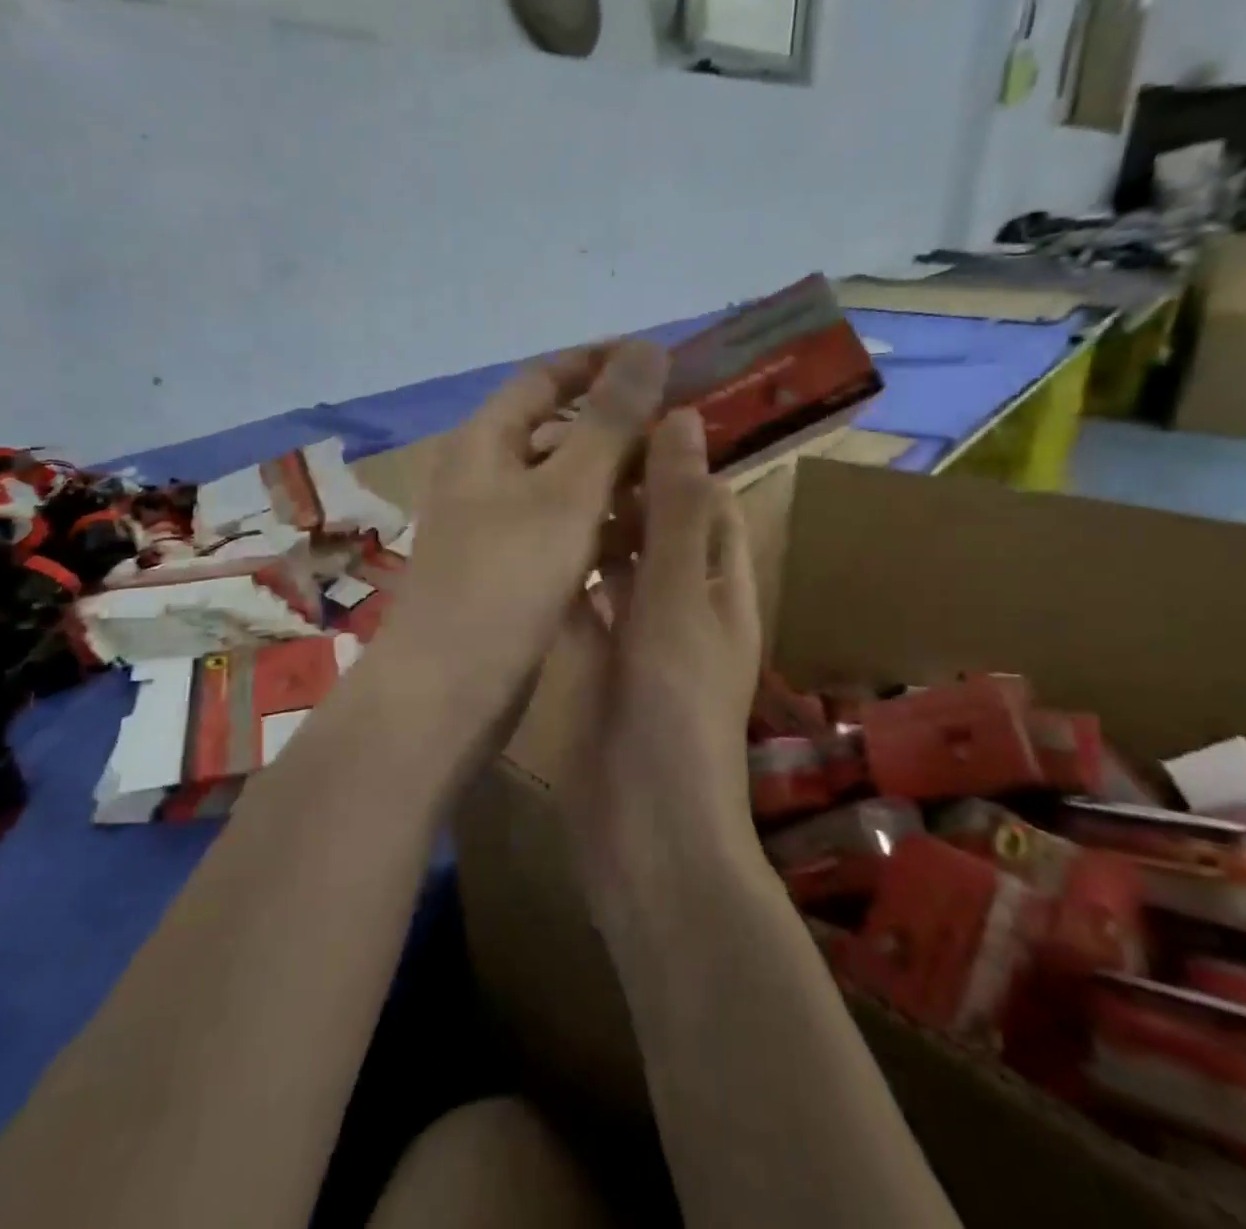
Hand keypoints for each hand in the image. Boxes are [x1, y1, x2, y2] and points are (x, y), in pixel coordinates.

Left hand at [375, 342, 667, 757]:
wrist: (447, 691)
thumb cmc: (505, 579)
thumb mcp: (566, 492)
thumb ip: (609, 421)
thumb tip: (647, 348)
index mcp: (484, 441)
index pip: (545, 377)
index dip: (600, 362)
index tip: (659, 360)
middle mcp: (483, 475)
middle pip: (558, 432)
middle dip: (618, 427)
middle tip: (681, 431)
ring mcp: (494, 526)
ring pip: (565, 486)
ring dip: (616, 482)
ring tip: (676, 484)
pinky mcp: (508, 571)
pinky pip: (562, 532)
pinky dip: (600, 527)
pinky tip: (644, 538)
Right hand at [545, 410, 762, 906]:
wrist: (641, 827)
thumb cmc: (673, 706)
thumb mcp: (679, 597)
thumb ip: (676, 512)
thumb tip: (684, 419)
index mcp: (720, 586)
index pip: (707, 503)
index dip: (675, 459)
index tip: (625, 419)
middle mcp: (682, 605)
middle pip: (655, 530)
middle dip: (623, 489)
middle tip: (567, 444)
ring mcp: (636, 638)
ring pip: (614, 567)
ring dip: (589, 530)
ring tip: (542, 481)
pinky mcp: (595, 666)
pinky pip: (581, 608)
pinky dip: (562, 579)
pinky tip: (526, 548)